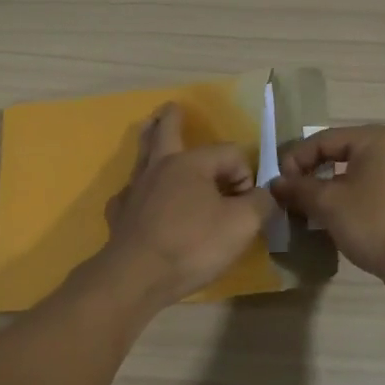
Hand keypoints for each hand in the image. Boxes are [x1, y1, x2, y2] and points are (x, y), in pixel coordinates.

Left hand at [99, 103, 276, 306]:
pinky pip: (130, 193)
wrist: (137, 277)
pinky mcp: (120, 214)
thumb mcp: (243, 225)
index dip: (244, 175)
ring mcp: (135, 190)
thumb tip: (264, 194)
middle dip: (172, 118)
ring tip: (148, 129)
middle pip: (166, 132)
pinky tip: (139, 197)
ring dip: (148, 139)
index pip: (229, 154)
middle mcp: (160, 167)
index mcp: (191, 163)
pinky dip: (137, 189)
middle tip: (172, 107)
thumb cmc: (193, 245)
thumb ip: (261, 203)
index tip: (246, 205)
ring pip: (143, 156)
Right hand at [269, 125, 384, 293]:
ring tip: (306, 214)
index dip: (295, 160)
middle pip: (336, 156)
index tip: (278, 186)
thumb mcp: (328, 203)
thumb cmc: (374, 221)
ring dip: (325, 193)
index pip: (322, 140)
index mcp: (374, 139)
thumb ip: (298, 189)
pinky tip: (331, 224)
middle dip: (309, 177)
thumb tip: (275, 184)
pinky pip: (365, 194)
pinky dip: (345, 204)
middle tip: (288, 199)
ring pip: (350, 178)